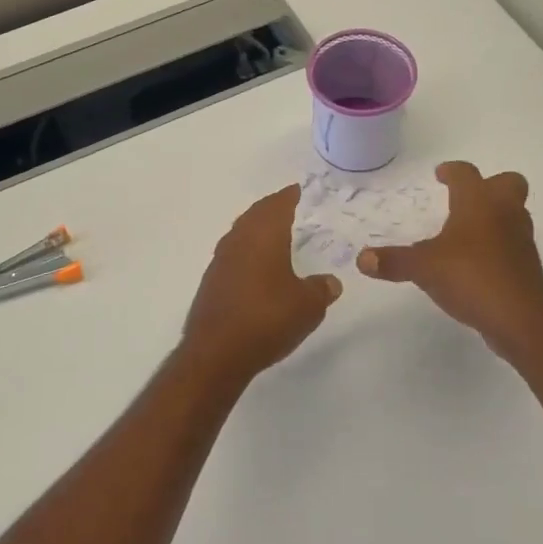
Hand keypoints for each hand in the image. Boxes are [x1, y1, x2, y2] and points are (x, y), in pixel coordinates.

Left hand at [181, 184, 341, 383]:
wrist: (216, 353)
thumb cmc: (267, 318)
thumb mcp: (308, 306)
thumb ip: (321, 289)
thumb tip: (330, 282)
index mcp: (264, 235)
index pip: (278, 205)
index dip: (290, 196)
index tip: (298, 190)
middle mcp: (239, 240)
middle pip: (256, 214)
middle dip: (272, 209)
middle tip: (289, 207)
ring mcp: (221, 261)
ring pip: (241, 233)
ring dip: (257, 229)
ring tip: (275, 234)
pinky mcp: (212, 282)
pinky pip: (233, 254)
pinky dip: (247, 251)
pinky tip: (257, 267)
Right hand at [357, 161, 542, 360]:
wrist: (520, 319)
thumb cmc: (471, 277)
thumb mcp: (423, 268)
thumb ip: (393, 261)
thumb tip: (361, 259)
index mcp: (478, 202)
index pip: (466, 173)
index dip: (452, 171)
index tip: (440, 174)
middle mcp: (504, 212)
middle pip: (507, 183)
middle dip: (489, 185)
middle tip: (465, 198)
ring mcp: (521, 239)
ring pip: (514, 213)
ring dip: (495, 215)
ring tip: (468, 231)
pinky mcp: (527, 265)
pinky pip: (513, 242)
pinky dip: (498, 244)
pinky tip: (478, 262)